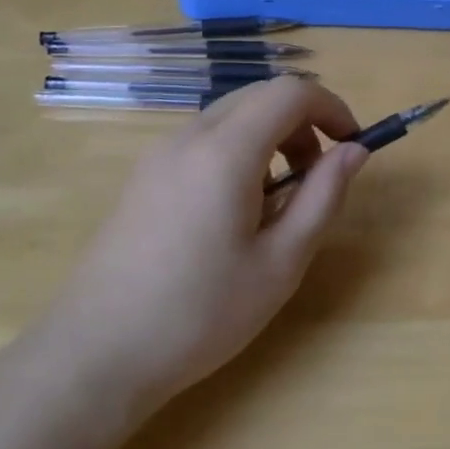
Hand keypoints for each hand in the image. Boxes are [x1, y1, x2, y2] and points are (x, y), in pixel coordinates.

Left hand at [50, 78, 367, 415]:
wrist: (94, 356)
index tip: (352, 145)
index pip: (291, 92)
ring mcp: (160, 155)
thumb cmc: (200, 313)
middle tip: (318, 178)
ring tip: (277, 203)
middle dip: (303, 123)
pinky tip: (234, 214)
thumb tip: (354, 150)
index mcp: (226, 152)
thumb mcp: (281, 262)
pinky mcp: (144, 177)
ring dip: (271, 138)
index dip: (331, 107)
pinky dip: (239, 153)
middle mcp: (190, 137)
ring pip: (232, 117)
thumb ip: (323, 196)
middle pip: (260, 96)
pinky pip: (204, 141)